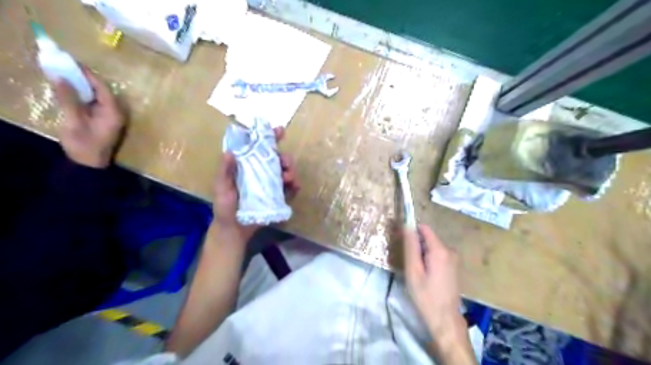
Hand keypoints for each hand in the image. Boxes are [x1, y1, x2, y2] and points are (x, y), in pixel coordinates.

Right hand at [53, 65, 123, 168]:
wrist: (89, 164)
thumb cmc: (84, 144)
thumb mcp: (74, 120)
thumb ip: (69, 98)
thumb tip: (60, 76)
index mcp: (114, 112)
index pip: (103, 88)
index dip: (87, 74)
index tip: (70, 61)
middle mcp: (117, 112)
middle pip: (101, 90)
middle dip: (84, 78)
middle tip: (64, 64)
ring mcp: (111, 116)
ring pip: (98, 95)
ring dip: (82, 85)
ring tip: (64, 73)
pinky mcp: (105, 119)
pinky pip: (95, 102)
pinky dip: (83, 94)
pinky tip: (69, 89)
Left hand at [214, 128, 299, 241]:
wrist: (234, 231)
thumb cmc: (225, 208)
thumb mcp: (222, 189)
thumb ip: (225, 172)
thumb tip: (230, 152)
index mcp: (246, 166)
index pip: (258, 148)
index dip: (269, 138)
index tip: (280, 131)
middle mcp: (260, 172)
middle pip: (277, 159)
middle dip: (285, 158)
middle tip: (286, 163)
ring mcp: (270, 184)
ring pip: (285, 171)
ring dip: (291, 171)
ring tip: (289, 178)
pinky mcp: (277, 196)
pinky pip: (289, 187)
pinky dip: (294, 185)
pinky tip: (295, 187)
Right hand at [406, 225, 462, 336]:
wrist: (445, 319)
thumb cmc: (426, 296)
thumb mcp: (413, 271)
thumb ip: (411, 247)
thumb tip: (407, 226)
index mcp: (440, 250)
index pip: (424, 228)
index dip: (411, 230)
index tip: (401, 241)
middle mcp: (450, 250)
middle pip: (428, 237)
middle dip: (416, 244)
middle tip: (407, 261)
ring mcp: (454, 259)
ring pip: (433, 246)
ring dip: (422, 253)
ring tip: (414, 269)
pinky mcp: (454, 266)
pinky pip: (438, 254)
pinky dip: (429, 259)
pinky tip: (424, 274)